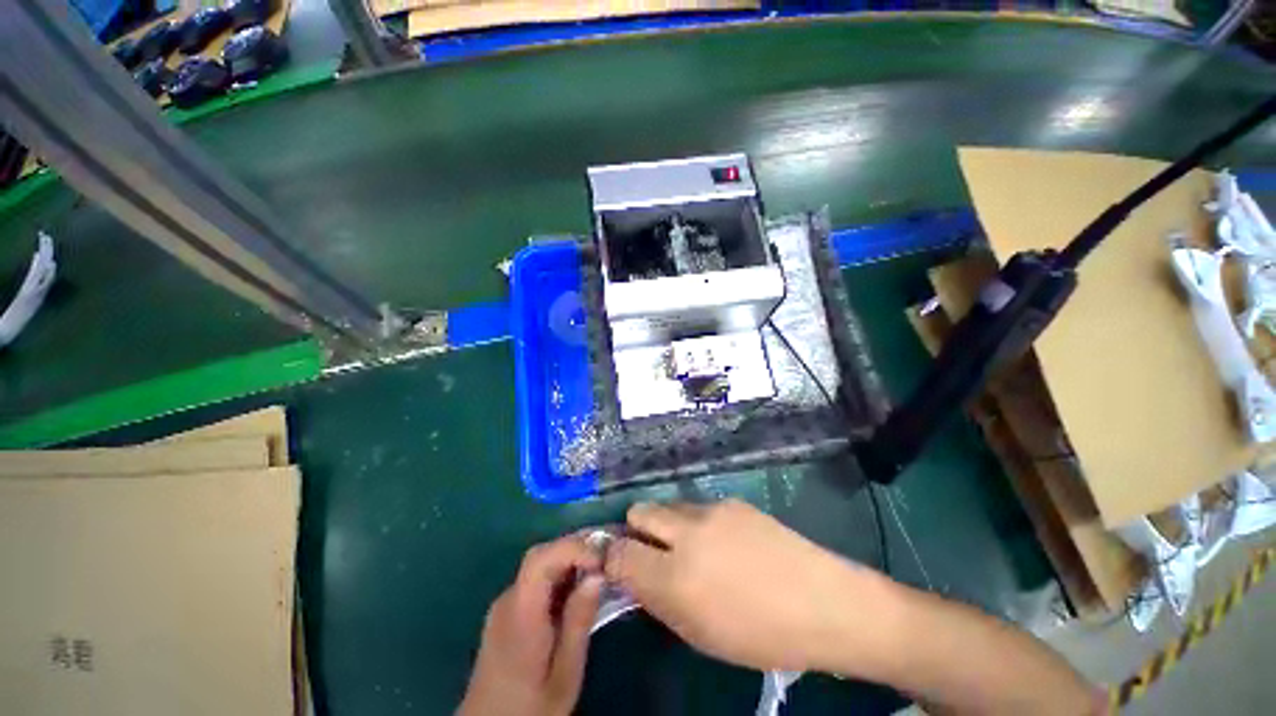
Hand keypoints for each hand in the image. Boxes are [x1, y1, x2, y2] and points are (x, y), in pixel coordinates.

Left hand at [459, 535, 603, 715]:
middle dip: (576, 548)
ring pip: (540, 564)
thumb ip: (578, 622)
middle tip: (608, 556)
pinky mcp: (508, 611)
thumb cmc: (530, 709)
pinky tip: (579, 586)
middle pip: (540, 556)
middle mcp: (507, 600)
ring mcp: (505, 604)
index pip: (540, 560)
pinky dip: (561, 574)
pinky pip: (537, 579)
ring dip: (570, 559)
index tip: (602, 560)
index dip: (572, 548)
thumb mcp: (564, 674)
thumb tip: (597, 575)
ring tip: (600, 566)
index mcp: (519, 614)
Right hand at [605, 499, 888, 673]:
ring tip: (693, 547)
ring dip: (669, 524)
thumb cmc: (760, 634)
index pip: (619, 553)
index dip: (613, 558)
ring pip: (669, 505)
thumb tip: (634, 574)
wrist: (822, 602)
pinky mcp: (732, 500)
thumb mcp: (699, 633)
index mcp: (675, 577)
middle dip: (636, 530)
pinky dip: (697, 521)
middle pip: (639, 510)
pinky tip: (724, 541)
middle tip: (653, 551)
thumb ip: (658, 600)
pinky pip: (698, 506)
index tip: (619, 565)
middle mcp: (687, 533)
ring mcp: (711, 510)